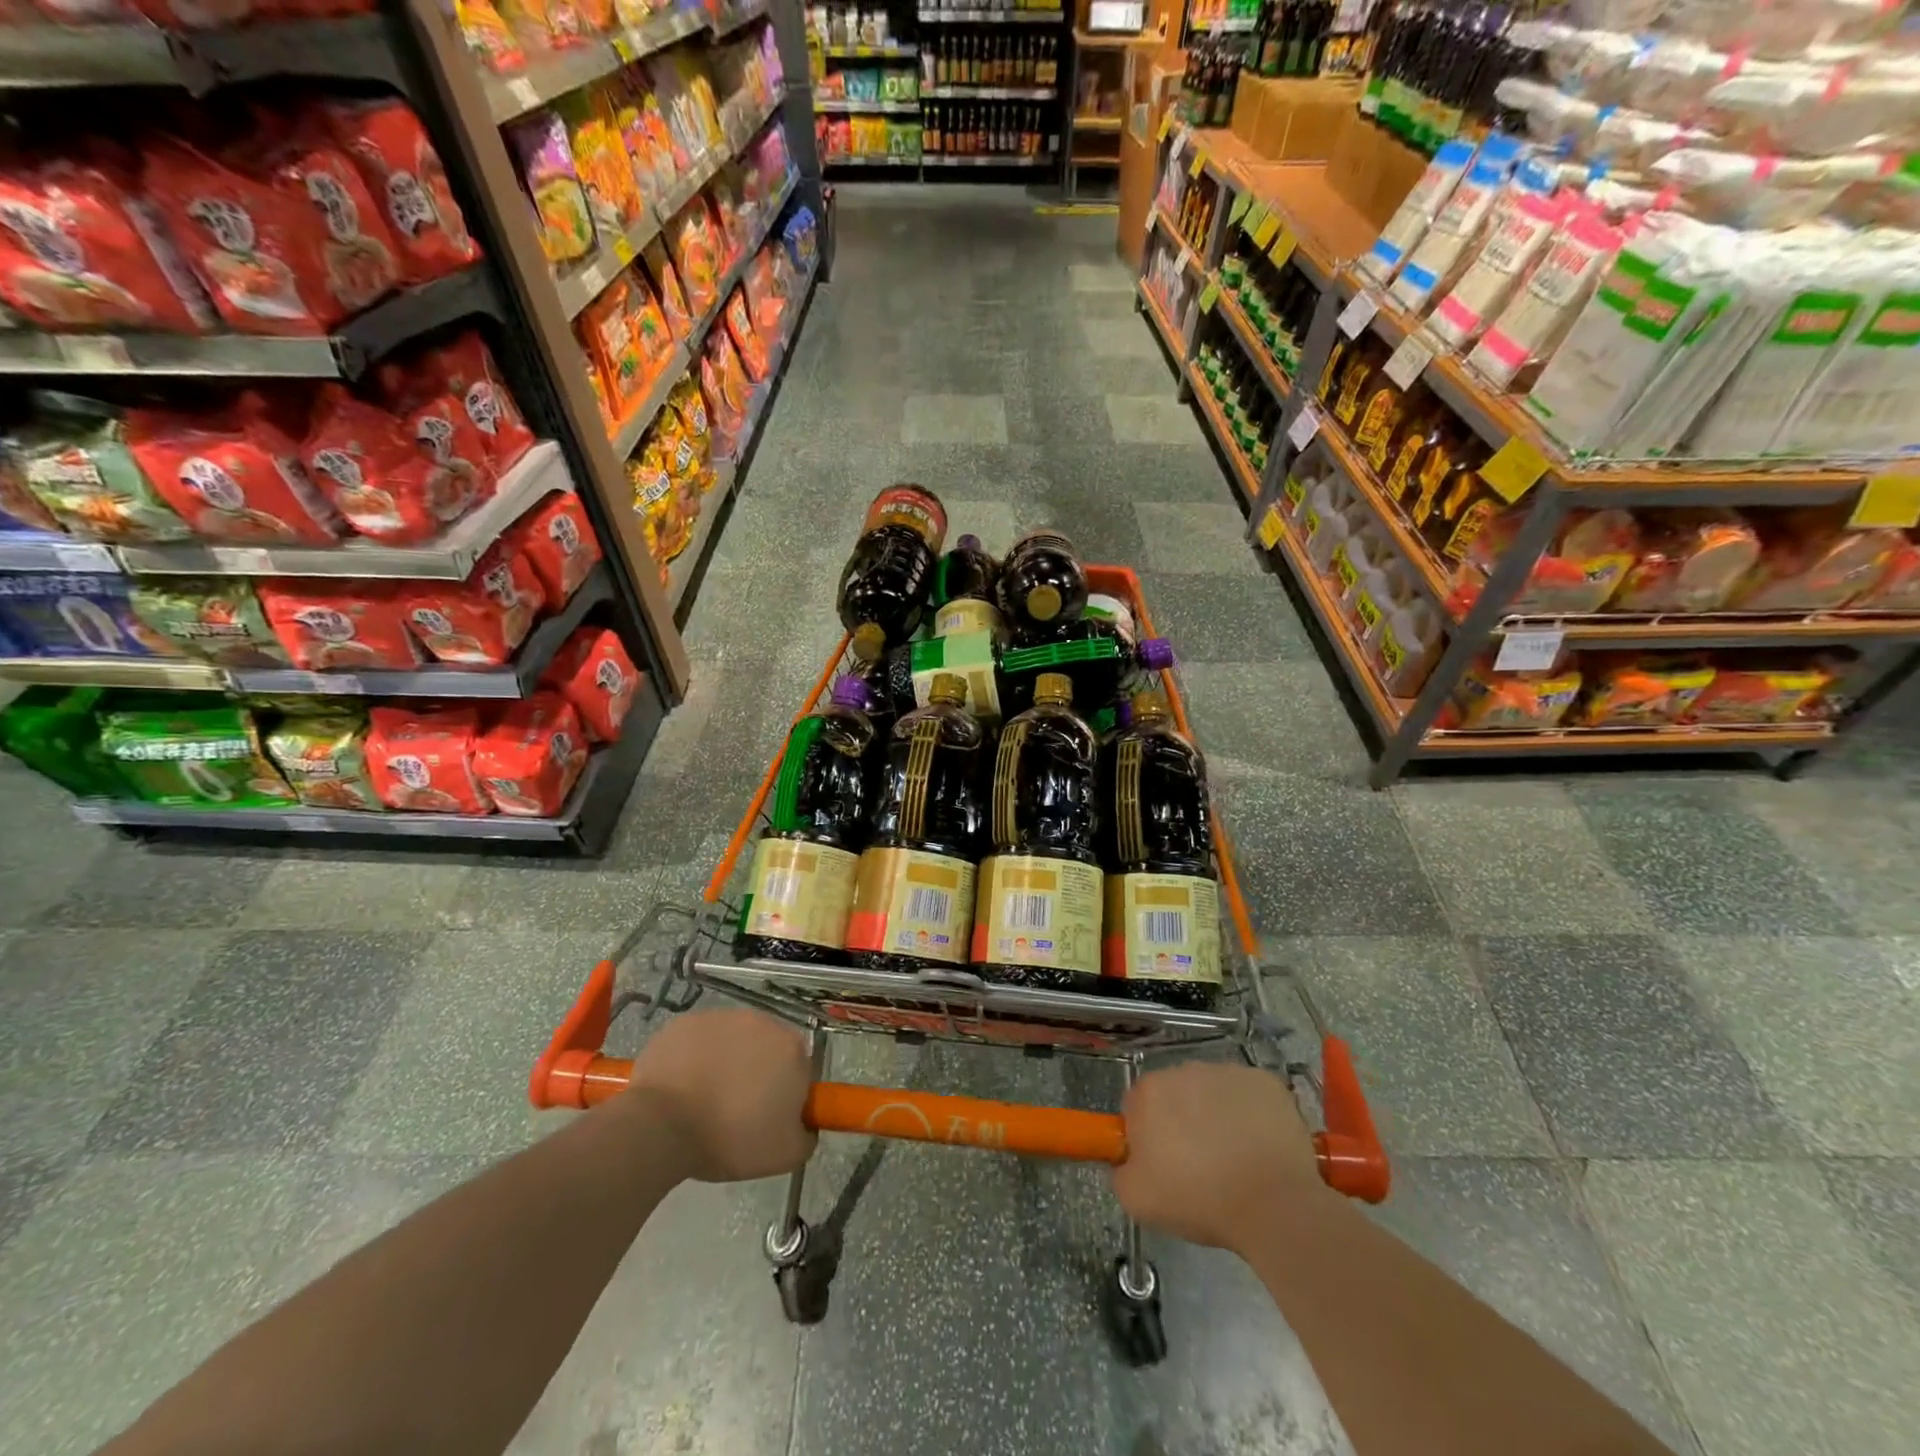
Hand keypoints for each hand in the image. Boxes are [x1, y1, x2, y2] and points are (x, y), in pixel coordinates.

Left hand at [624, 1009, 816, 1182]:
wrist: (662, 1126)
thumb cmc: (730, 1138)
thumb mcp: (785, 1155)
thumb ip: (807, 1134)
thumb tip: (804, 1124)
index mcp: (792, 1048)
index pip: (798, 1068)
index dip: (785, 1094)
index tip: (767, 1117)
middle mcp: (762, 1021)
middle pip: (766, 1048)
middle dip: (756, 1072)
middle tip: (736, 1109)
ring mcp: (722, 1017)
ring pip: (732, 1041)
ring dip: (726, 1062)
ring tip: (705, 1099)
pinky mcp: (687, 1021)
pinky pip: (699, 1039)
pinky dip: (695, 1057)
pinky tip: (682, 1085)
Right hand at [1112, 1061, 1325, 1253]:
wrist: (1274, 1205)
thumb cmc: (1201, 1200)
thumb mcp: (1138, 1200)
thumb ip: (1121, 1171)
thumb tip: (1128, 1160)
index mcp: (1150, 1092)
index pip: (1136, 1106)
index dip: (1147, 1135)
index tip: (1163, 1164)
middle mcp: (1185, 1070)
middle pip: (1176, 1094)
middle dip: (1182, 1121)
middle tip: (1199, 1164)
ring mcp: (1228, 1071)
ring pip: (1213, 1092)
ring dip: (1217, 1115)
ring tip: (1235, 1158)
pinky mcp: (1265, 1081)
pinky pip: (1249, 1095)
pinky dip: (1252, 1114)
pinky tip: (1260, 1146)